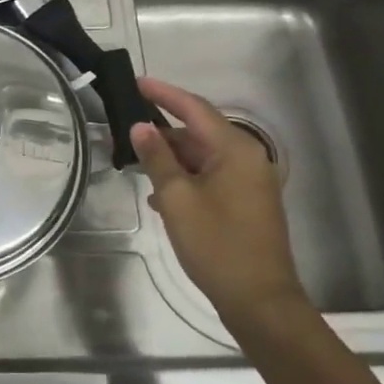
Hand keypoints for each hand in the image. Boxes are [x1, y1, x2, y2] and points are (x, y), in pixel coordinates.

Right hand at [131, 78, 309, 337]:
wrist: (259, 300)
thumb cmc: (217, 245)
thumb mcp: (177, 199)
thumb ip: (157, 159)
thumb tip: (140, 127)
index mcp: (235, 150)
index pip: (194, 108)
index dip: (163, 93)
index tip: (135, 82)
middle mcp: (247, 158)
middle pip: (199, 131)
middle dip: (162, 129)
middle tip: (124, 125)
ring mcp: (249, 182)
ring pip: (202, 156)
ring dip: (170, 156)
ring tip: (133, 157)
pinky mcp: (245, 203)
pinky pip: (210, 177)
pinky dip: (184, 178)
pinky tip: (157, 193)